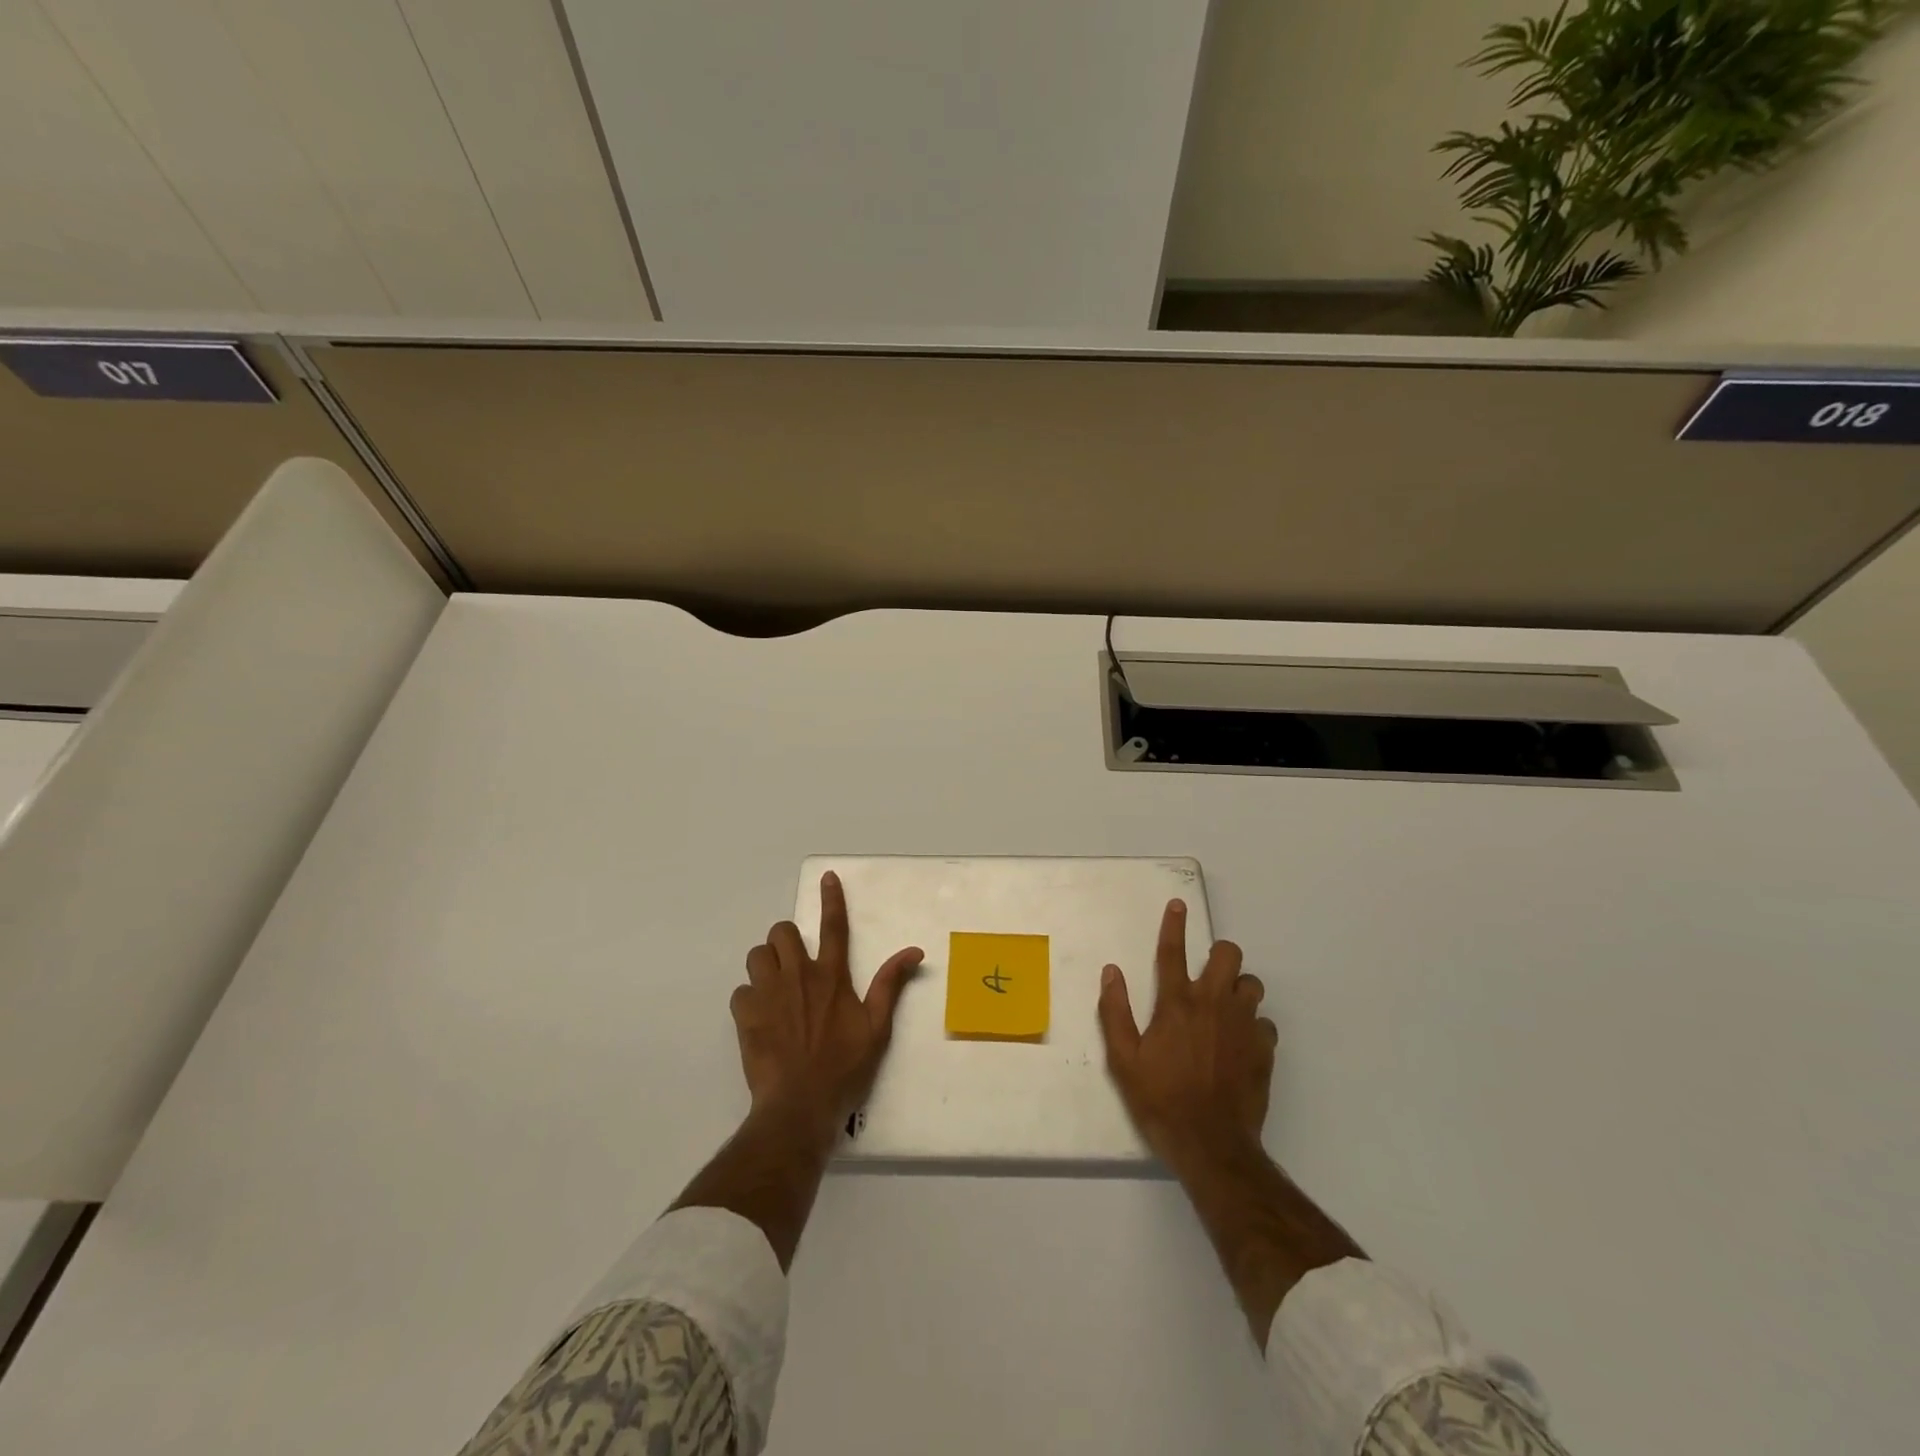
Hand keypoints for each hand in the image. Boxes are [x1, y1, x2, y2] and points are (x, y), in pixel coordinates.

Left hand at [731, 871, 923, 1145]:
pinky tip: (759, 1018)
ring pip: (757, 955)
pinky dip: (749, 999)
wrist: (799, 1105)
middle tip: (795, 964)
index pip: (834, 927)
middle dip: (787, 940)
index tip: (827, 876)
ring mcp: (768, 993)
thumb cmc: (844, 1068)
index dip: (832, 899)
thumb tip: (913, 951)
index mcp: (832, 977)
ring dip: (766, 965)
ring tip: (775, 988)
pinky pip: (740, 991)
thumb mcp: (877, 1028)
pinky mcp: (745, 1014)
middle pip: (782, 932)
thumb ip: (890, 985)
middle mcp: (798, 976)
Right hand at [1098, 899, 1277, 1171]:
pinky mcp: (1264, 1049)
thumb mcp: (1122, 1059)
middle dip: (1220, 955)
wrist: (1211, 1145)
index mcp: (1176, 1003)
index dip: (1174, 924)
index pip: (1173, 951)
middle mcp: (1213, 1004)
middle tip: (1208, 973)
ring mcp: (1244, 1026)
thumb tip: (1112, 972)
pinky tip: (1241, 1043)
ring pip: (1252, 984)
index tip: (1179, 904)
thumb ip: (1114, 1011)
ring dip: (1239, 988)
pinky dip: (1254, 1025)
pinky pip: (1265, 1022)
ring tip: (1226, 1007)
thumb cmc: (1160, 1100)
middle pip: (1228, 955)